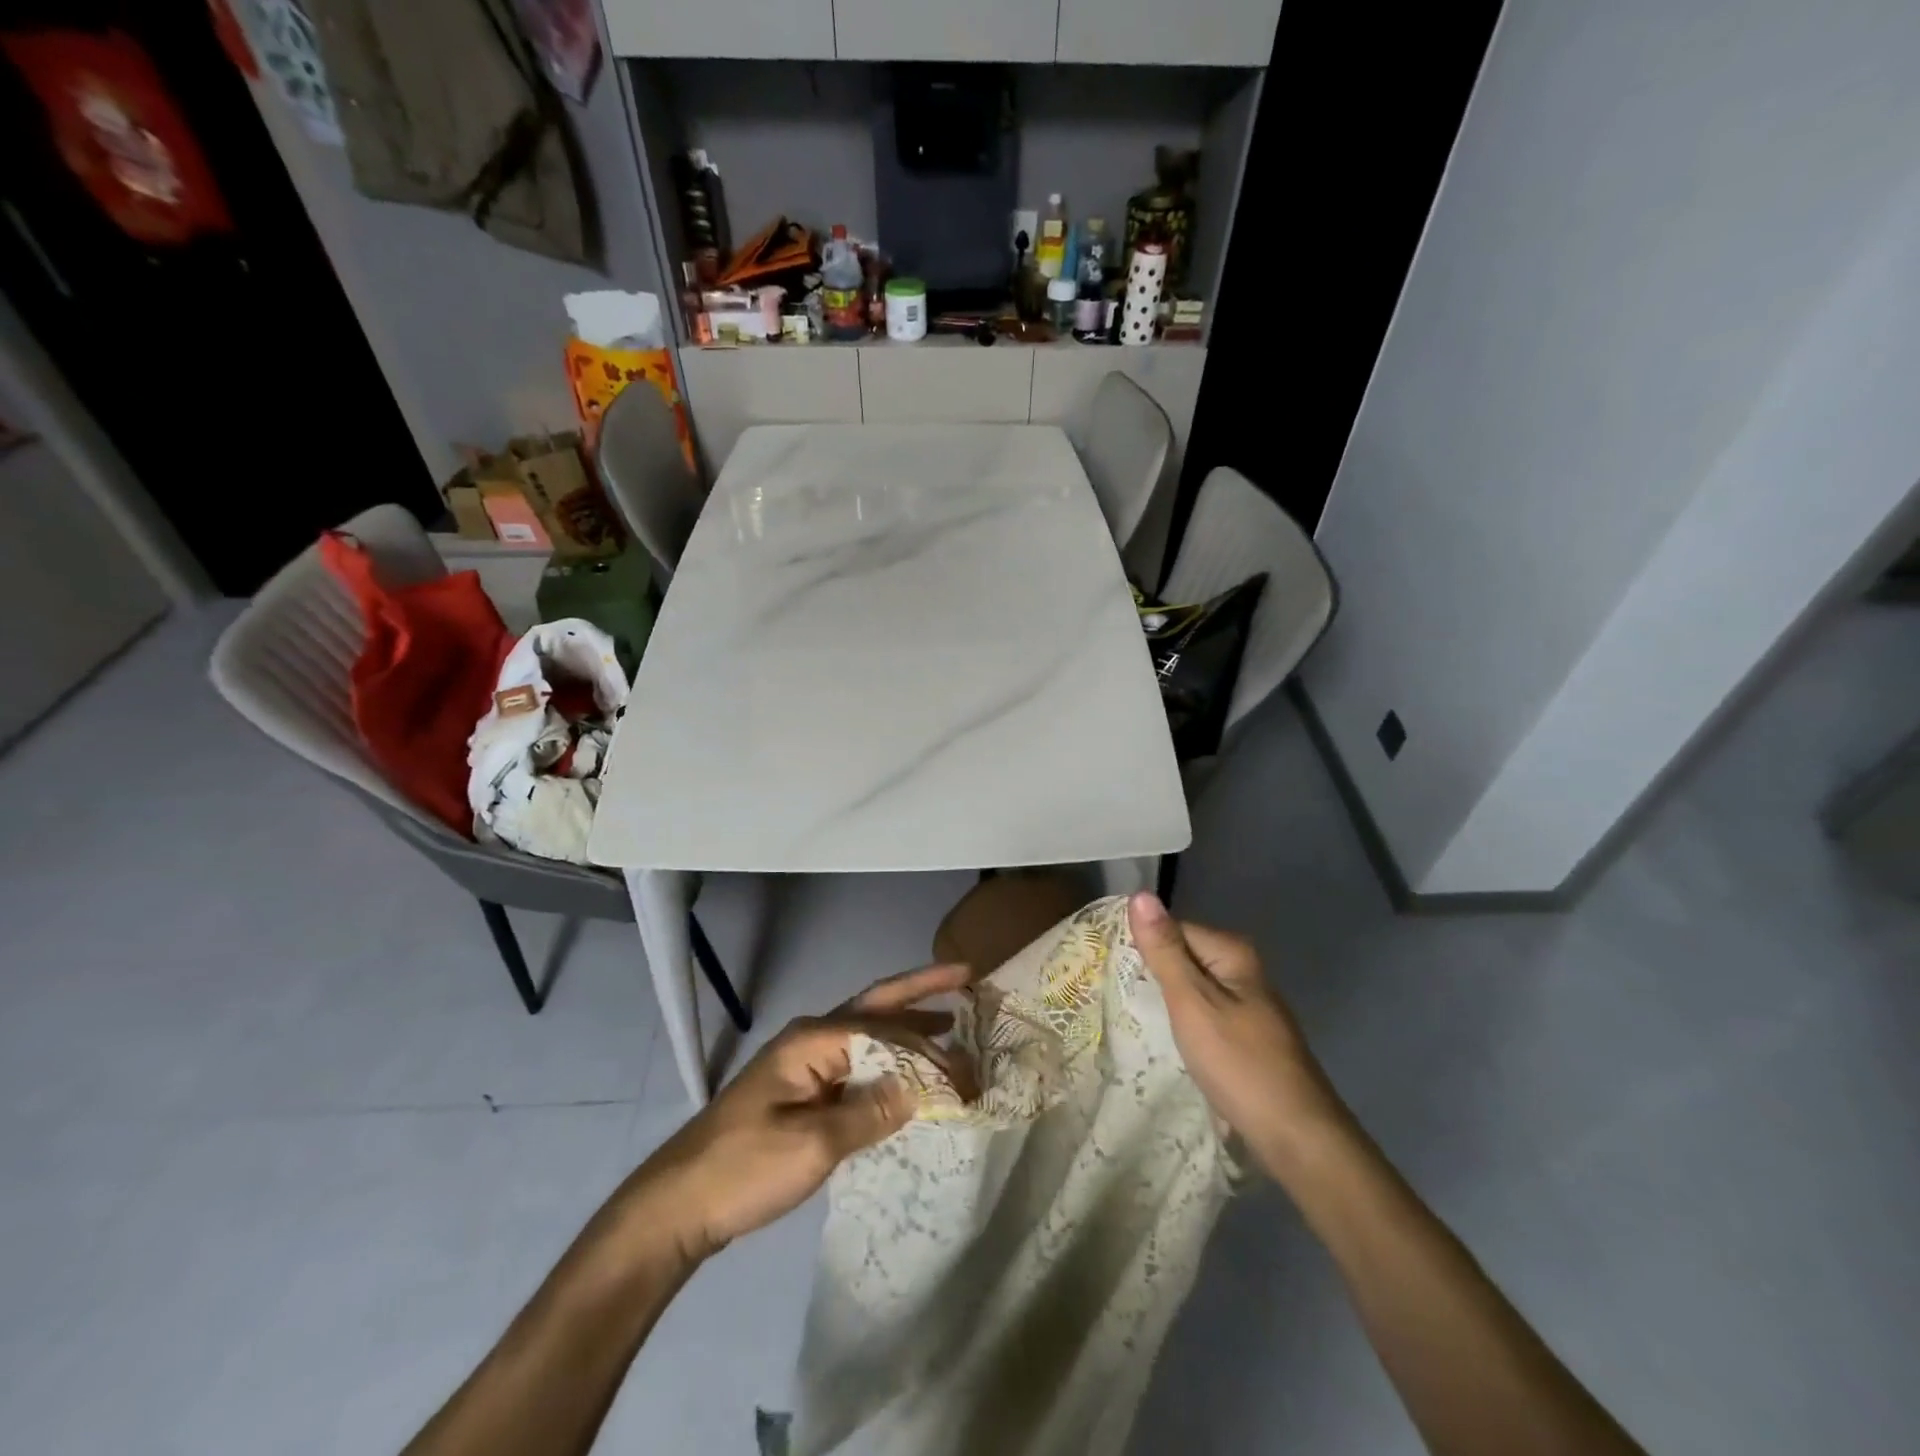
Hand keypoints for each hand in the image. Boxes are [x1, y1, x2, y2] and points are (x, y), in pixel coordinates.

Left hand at [629, 961, 973, 1260]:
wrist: (679, 1203)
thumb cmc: (744, 1168)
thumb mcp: (814, 1145)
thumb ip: (872, 1112)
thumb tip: (923, 1089)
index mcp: (814, 1038)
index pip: (884, 1030)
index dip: (928, 1047)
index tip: (966, 1069)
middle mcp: (812, 1037)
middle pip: (876, 1005)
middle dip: (921, 989)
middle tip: (965, 977)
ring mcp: (805, 1062)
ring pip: (867, 1031)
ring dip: (907, 1024)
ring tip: (951, 1020)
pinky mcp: (803, 1089)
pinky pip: (856, 1062)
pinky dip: (887, 1059)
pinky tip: (908, 1071)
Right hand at [1128, 893, 1347, 1171]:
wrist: (1295, 1137)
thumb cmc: (1239, 1063)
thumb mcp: (1192, 1002)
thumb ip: (1164, 950)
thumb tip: (1140, 895)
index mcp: (1233, 953)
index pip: (1172, 929)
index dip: (1142, 947)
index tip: (1111, 970)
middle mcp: (1243, 971)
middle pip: (1183, 957)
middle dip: (1152, 974)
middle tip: (1114, 994)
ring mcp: (1248, 1006)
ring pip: (1192, 989)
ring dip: (1165, 1001)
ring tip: (1130, 1016)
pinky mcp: (1246, 1037)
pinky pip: (1203, 1015)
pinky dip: (1183, 1023)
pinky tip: (1164, 1040)